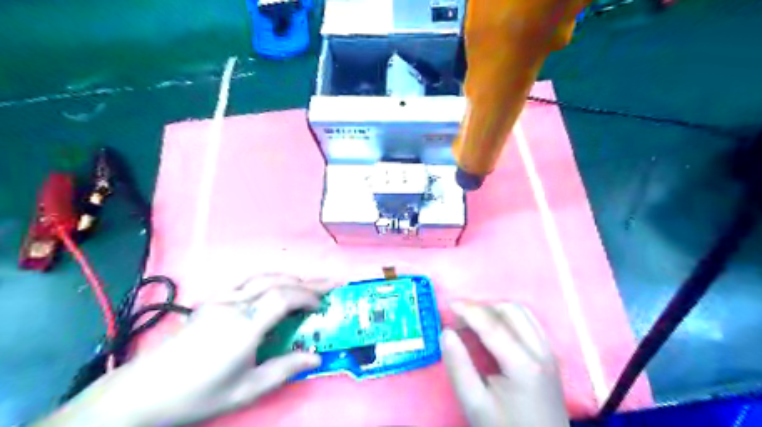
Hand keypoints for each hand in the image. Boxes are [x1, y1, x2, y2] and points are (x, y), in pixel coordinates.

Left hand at [40, 275, 334, 424]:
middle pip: (277, 282)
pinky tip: (275, 287)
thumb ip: (284, 369)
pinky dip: (269, 279)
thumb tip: (316, 357)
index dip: (308, 296)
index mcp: (244, 326)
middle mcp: (234, 305)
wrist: (144, 392)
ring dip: (289, 278)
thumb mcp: (246, 390)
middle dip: (307, 282)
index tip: (323, 304)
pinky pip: (247, 282)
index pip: (284, 297)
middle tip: (331, 283)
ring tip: (308, 284)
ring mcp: (220, 299)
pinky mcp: (211, 301)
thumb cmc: (198, 394)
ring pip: (262, 277)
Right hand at [438, 302, 567, 426]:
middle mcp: (541, 351)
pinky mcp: (550, 356)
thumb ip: (458, 366)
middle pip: (510, 311)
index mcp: (523, 365)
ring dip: (496, 310)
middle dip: (482, 307)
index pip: (493, 324)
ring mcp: (549, 352)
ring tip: (475, 323)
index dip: (469, 309)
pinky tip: (495, 330)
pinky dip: (509, 317)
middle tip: (460, 319)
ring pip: (522, 313)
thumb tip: (446, 332)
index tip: (448, 304)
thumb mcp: (475, 404)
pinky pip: (530, 322)